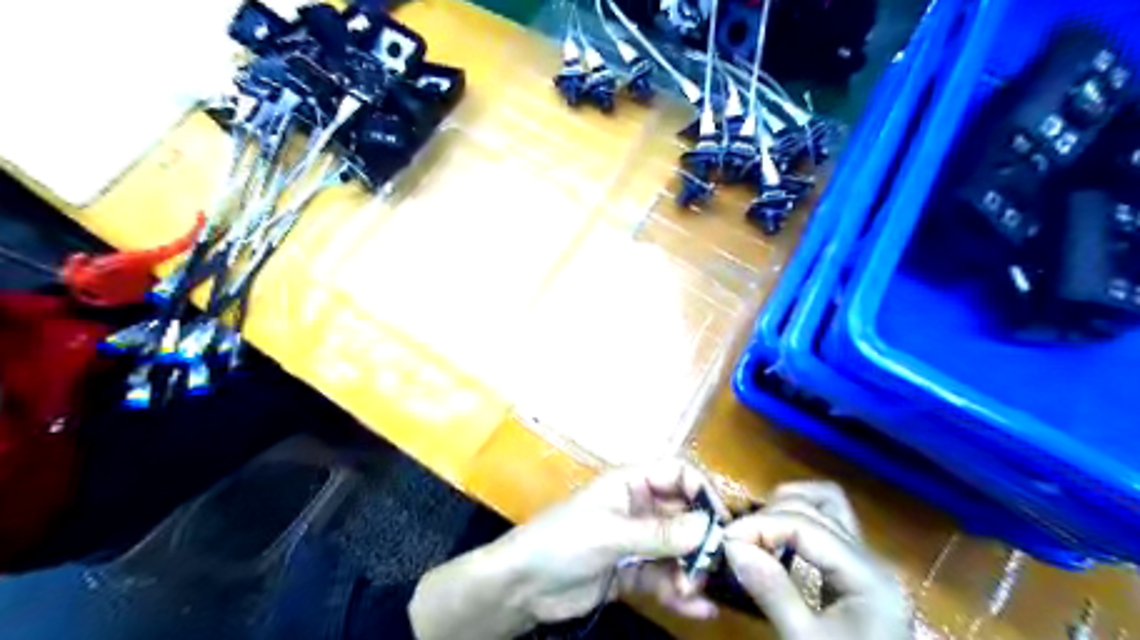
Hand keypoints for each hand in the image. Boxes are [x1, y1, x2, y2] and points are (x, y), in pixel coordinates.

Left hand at [411, 461, 723, 639]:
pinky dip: (681, 592)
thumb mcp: (611, 533)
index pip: (678, 473)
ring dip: (692, 569)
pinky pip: (665, 578)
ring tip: (694, 590)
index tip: (721, 523)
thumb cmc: (563, 541)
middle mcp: (640, 508)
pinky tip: (698, 608)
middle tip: (711, 566)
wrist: (524, 585)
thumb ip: (660, 533)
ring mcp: (637, 542)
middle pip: (684, 515)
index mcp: (632, 483)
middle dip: (700, 539)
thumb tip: (708, 528)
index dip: (702, 491)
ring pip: (678, 550)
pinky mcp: (633, 573)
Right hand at [724, 483, 915, 639]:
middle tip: (736, 539)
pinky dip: (797, 524)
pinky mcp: (856, 574)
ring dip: (787, 508)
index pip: (805, 524)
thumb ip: (771, 591)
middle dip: (770, 515)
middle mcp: (872, 559)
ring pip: (827, 507)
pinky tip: (776, 543)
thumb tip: (732, 545)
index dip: (761, 525)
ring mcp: (867, 565)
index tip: (725, 539)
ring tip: (756, 530)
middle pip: (817, 506)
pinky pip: (826, 529)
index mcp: (868, 574)